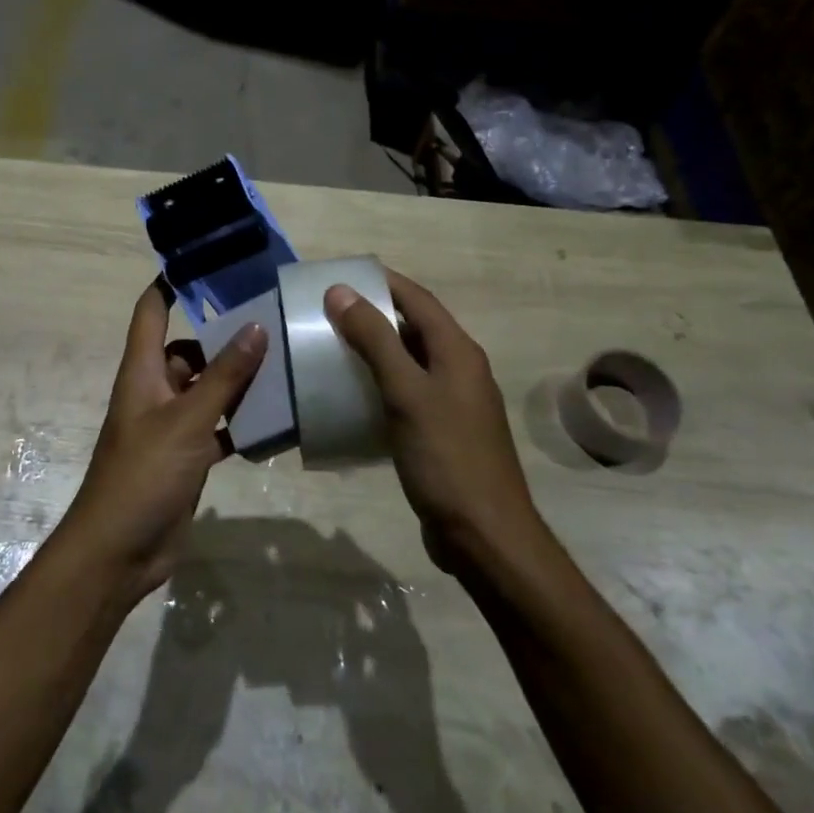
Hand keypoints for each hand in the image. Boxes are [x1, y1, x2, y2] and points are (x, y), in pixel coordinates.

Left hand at [56, 278, 266, 604]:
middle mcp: (155, 390)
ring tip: (283, 363)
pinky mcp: (187, 456)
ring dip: (237, 381)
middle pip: (187, 349)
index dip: (171, 283)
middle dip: (223, 336)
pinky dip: (241, 421)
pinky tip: (277, 419)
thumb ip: (224, 375)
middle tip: (271, 319)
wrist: (120, 552)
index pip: (151, 310)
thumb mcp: (188, 420)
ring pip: (207, 389)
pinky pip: (218, 426)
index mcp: (142, 371)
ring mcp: (171, 425)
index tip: (207, 261)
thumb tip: (255, 326)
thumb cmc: (145, 474)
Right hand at [324, 269, 537, 560]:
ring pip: (410, 361)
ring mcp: (454, 403)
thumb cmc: (446, 457)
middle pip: (414, 326)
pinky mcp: (443, 432)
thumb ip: (375, 339)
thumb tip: (341, 291)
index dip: (381, 282)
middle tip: (327, 311)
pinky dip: (380, 384)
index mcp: (458, 351)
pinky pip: (408, 393)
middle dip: (373, 313)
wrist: (486, 537)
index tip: (340, 275)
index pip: (417, 299)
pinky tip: (353, 395)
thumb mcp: (406, 392)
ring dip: (375, 349)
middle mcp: (460, 369)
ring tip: (332, 346)